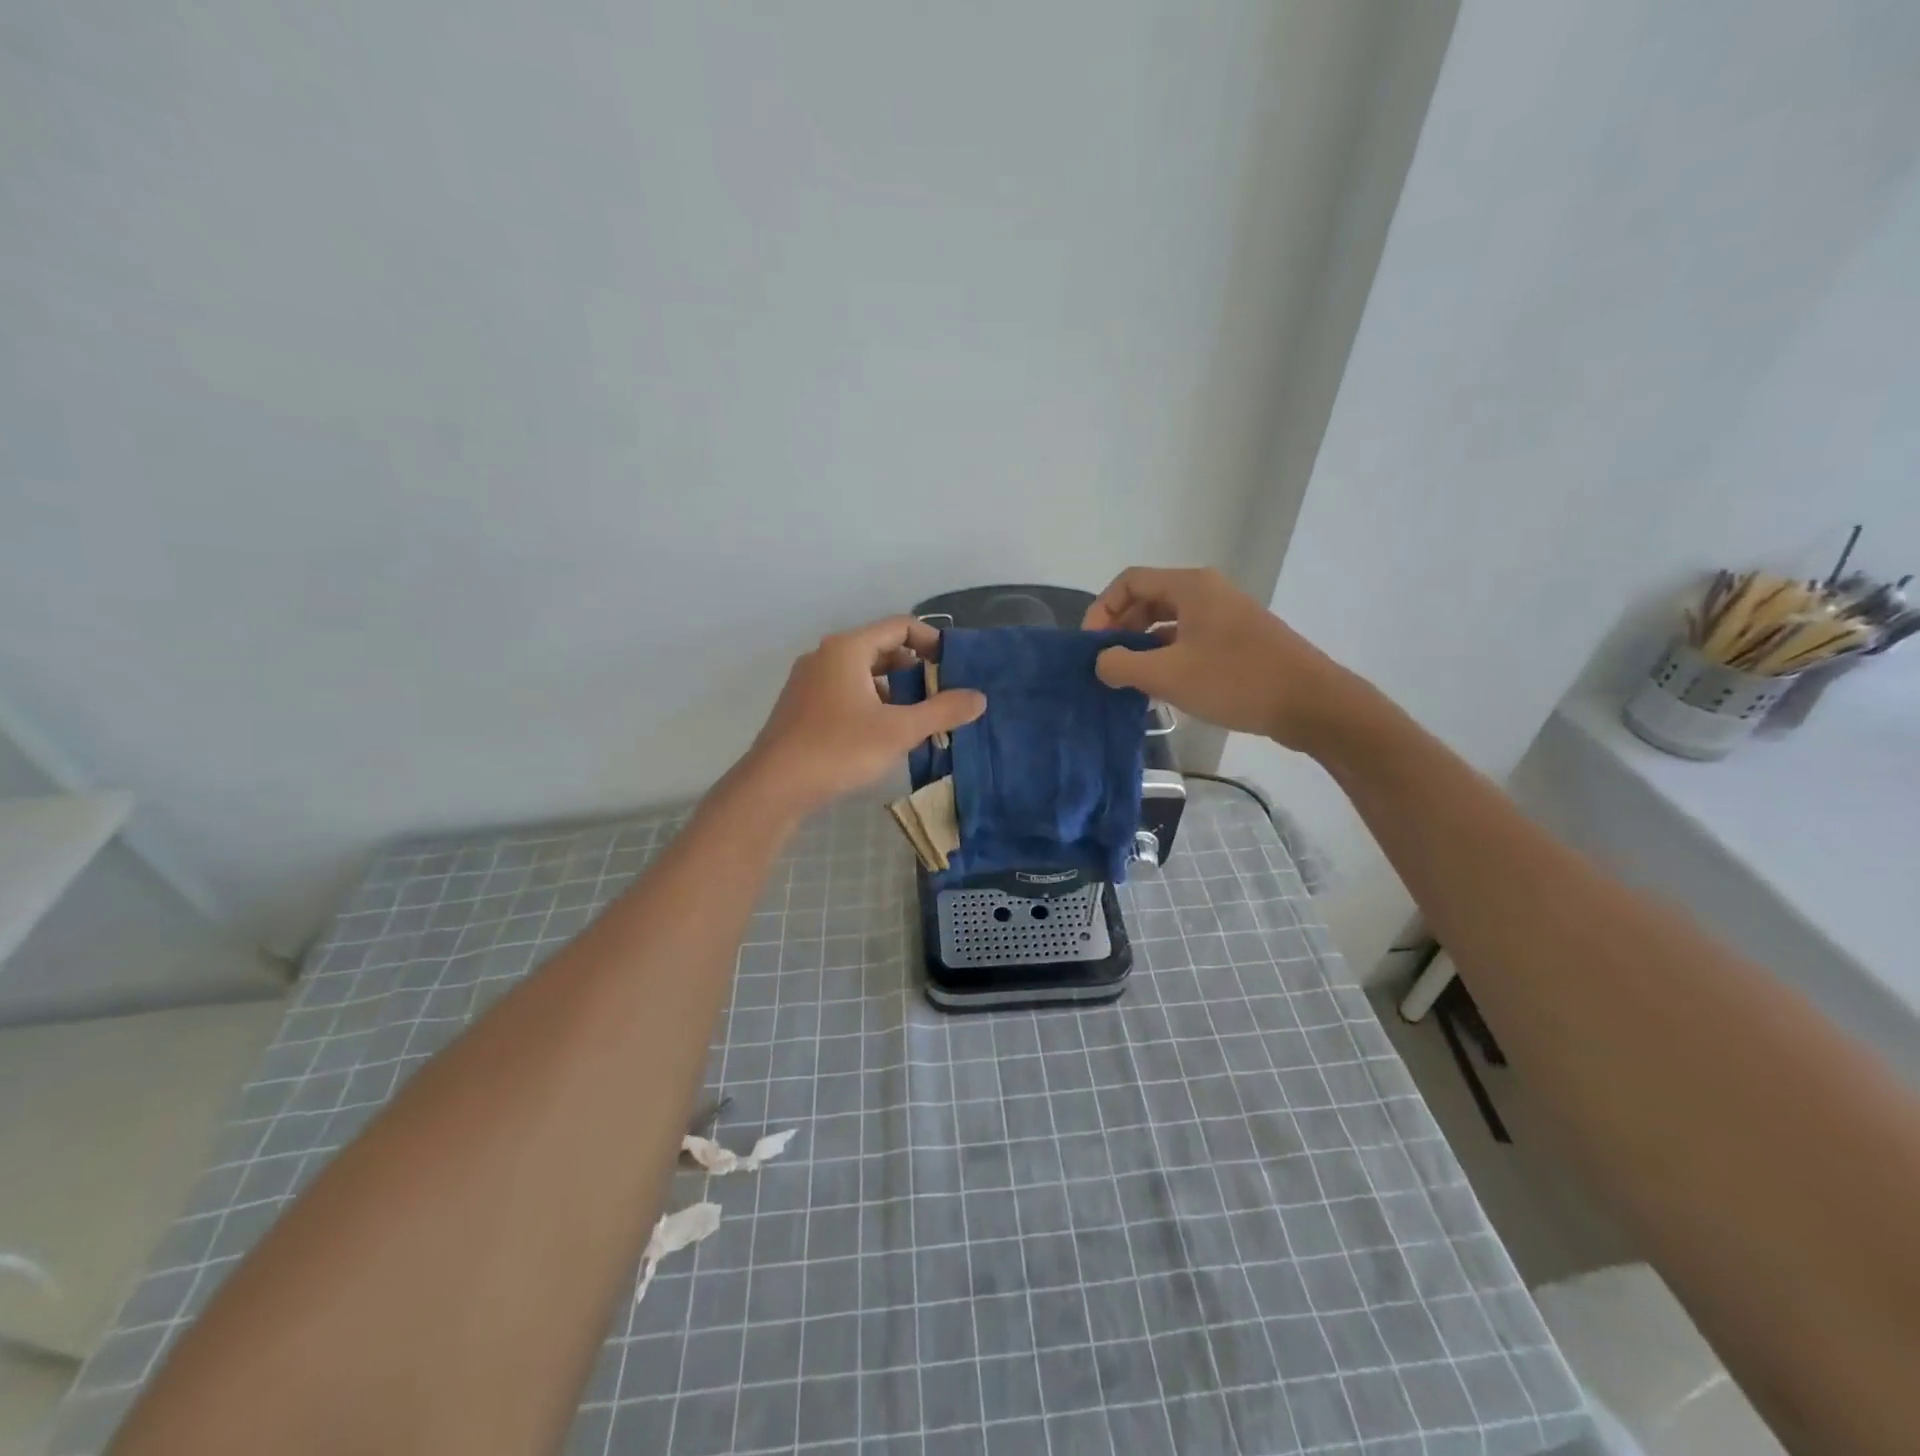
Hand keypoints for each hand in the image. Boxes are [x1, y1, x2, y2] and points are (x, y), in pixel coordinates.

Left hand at [739, 617, 985, 816]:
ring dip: (892, 689)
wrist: (774, 786)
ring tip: (915, 718)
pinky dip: (869, 702)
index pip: (899, 626)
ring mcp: (808, 681)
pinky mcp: (800, 706)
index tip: (953, 666)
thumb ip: (942, 711)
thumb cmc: (839, 749)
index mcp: (847, 649)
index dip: (931, 641)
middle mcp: (825, 656)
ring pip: (861, 673)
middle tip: (939, 695)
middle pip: (880, 648)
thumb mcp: (899, 730)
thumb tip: (980, 698)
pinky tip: (881, 734)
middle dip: (913, 669)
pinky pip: (844, 691)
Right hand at [1082, 566, 1353, 749]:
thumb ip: (1122, 665)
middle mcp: (1206, 592)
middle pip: (1147, 599)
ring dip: (1141, 646)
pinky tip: (1159, 686)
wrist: (1311, 703)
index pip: (1129, 582)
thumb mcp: (1168, 675)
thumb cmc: (1236, 681)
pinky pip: (1187, 638)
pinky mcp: (1236, 640)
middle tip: (1105, 664)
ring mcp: (1224, 616)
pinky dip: (1166, 656)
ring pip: (1167, 622)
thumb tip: (1101, 661)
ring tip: (1127, 679)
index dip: (1101, 610)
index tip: (1091, 647)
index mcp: (1190, 587)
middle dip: (1119, 628)